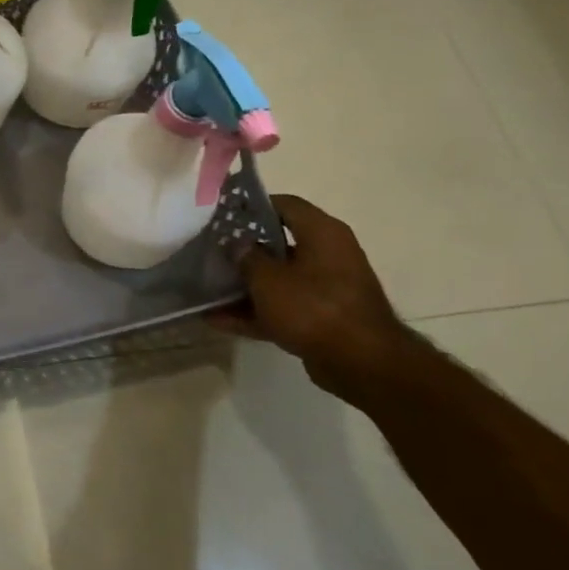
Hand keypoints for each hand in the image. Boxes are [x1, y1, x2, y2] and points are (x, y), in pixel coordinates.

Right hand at [208, 195, 405, 371]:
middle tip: (210, 251)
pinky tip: (217, 320)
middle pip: (277, 244)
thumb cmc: (314, 307)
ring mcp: (325, 289)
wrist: (362, 364)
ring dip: (244, 286)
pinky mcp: (321, 318)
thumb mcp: (268, 278)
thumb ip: (246, 256)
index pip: (284, 204)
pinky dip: (254, 312)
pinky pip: (281, 308)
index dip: (252, 205)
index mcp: (322, 233)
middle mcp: (327, 255)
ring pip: (277, 279)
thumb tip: (236, 243)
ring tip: (207, 289)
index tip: (222, 213)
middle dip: (243, 251)